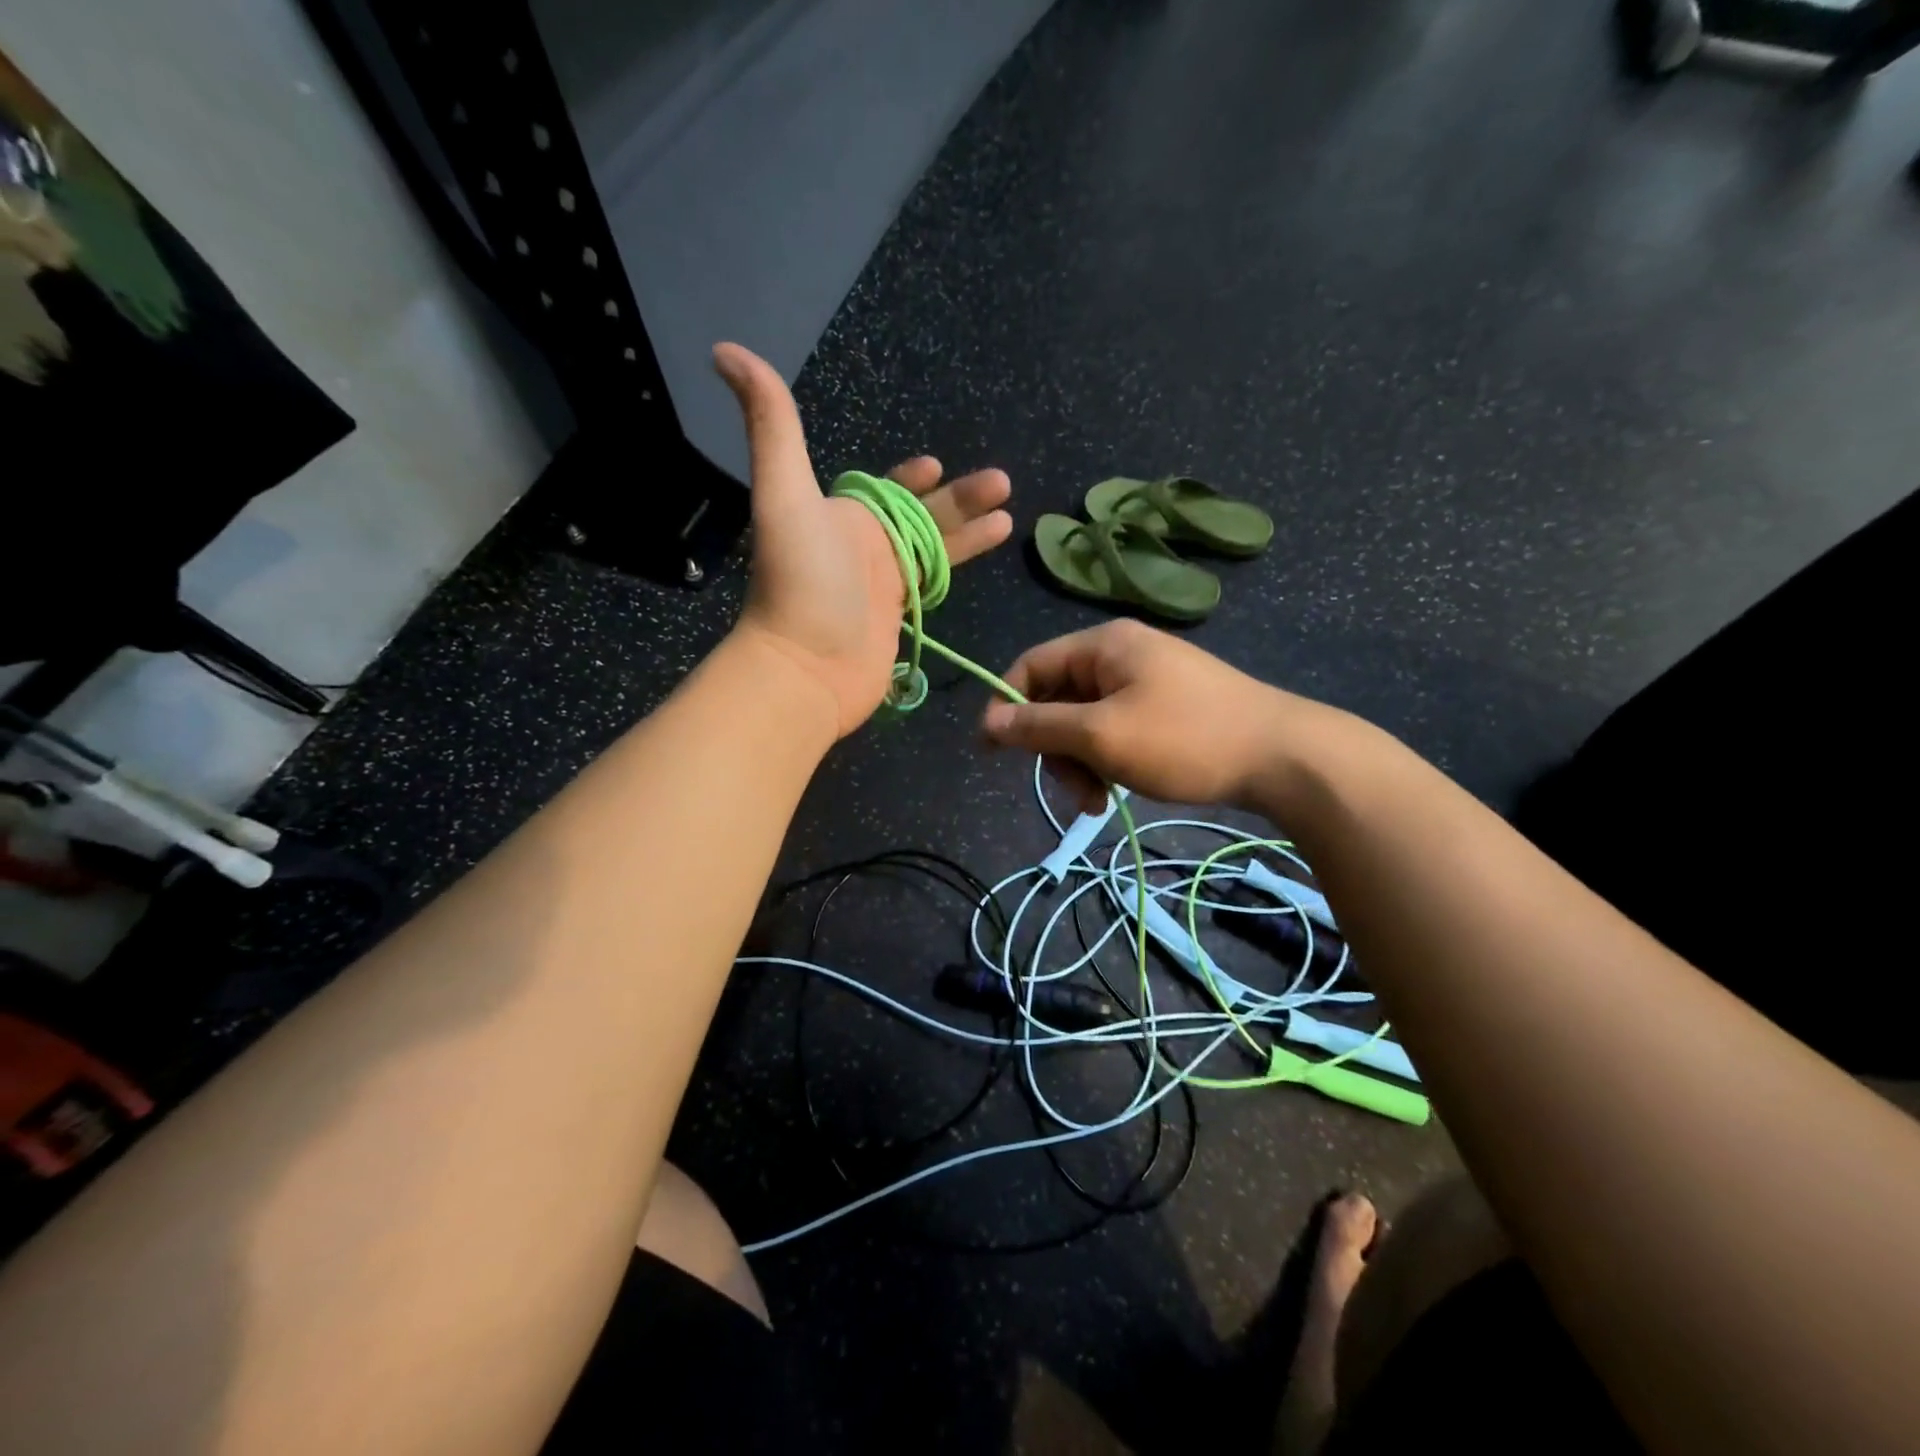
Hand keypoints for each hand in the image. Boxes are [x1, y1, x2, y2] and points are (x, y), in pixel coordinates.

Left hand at [715, 343, 1012, 736]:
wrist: (807, 667)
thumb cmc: (801, 580)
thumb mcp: (785, 494)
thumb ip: (773, 425)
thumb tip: (728, 350)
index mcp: (844, 515)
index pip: (881, 490)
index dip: (908, 477)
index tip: (934, 464)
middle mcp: (864, 546)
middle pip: (921, 515)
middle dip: (960, 498)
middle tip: (1001, 481)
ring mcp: (884, 586)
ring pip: (935, 548)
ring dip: (970, 529)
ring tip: (1010, 513)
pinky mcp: (901, 619)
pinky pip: (934, 584)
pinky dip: (962, 565)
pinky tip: (991, 553)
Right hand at [980, 620, 1341, 812]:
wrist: (1283, 757)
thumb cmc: (1184, 739)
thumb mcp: (1101, 735)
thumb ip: (1040, 727)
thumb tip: (987, 723)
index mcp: (1103, 645)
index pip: (1031, 666)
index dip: (1006, 706)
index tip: (992, 752)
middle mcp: (1121, 655)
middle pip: (1058, 699)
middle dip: (1055, 749)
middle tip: (1074, 791)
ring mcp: (1147, 681)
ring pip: (1085, 721)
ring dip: (1081, 763)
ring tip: (1098, 801)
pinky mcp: (1166, 708)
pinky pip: (1115, 730)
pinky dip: (1108, 761)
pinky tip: (1117, 792)